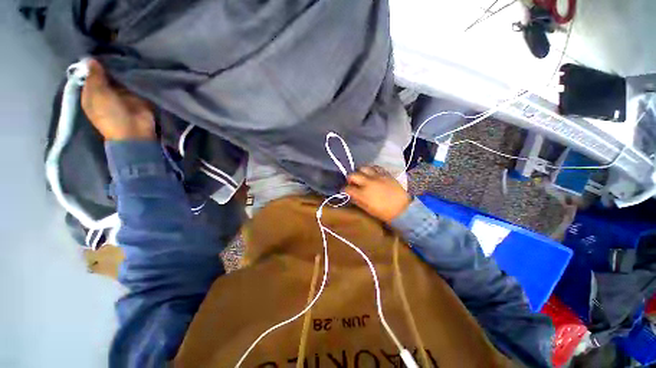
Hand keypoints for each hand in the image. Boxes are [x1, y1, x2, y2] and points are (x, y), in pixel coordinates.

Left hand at [81, 59, 154, 140]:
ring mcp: (122, 94)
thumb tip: (91, 59)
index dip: (93, 64)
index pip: (90, 75)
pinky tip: (136, 65)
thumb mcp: (98, 94)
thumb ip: (95, 77)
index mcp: (91, 93)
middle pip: (106, 74)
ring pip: (120, 77)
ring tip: (125, 55)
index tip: (98, 52)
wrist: (135, 131)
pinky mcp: (137, 96)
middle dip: (109, 65)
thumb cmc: (110, 115)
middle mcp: (105, 92)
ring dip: (122, 69)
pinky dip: (134, 75)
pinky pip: (134, 82)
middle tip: (113, 51)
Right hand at [344, 166, 411, 222]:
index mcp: (362, 194)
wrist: (403, 208)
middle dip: (349, 178)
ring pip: (363, 167)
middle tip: (352, 182)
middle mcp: (367, 183)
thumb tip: (351, 195)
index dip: (344, 190)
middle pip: (352, 175)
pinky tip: (372, 173)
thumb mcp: (368, 209)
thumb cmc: (384, 212)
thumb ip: (357, 201)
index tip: (345, 191)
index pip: (347, 188)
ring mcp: (377, 177)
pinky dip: (371, 169)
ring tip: (362, 176)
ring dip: (360, 171)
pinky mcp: (385, 174)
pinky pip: (375, 167)